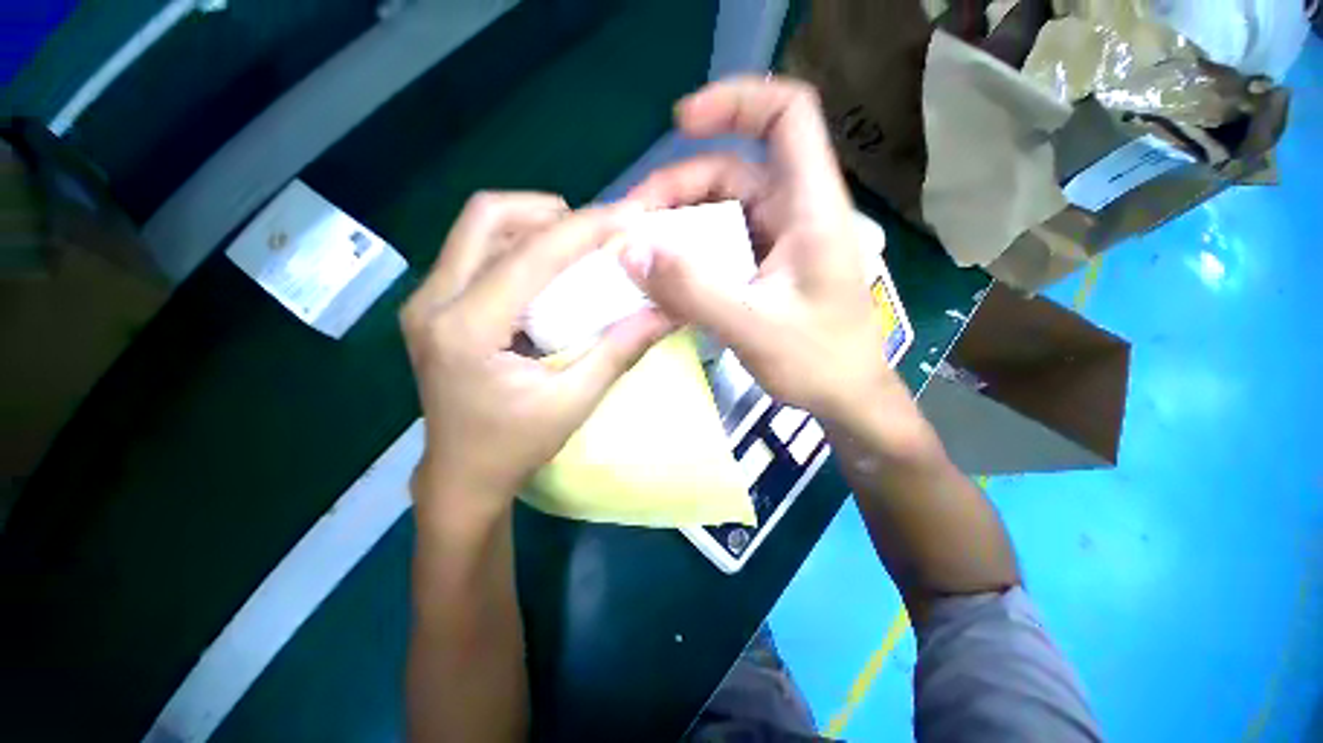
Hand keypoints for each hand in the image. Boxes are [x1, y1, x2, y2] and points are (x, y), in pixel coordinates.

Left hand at [401, 192, 671, 524]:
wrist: (461, 476)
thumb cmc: (514, 447)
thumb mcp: (574, 401)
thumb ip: (619, 350)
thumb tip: (666, 311)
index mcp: (467, 329)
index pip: (531, 255)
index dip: (585, 228)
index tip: (628, 215)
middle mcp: (433, 301)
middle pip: (486, 216)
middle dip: (548, 211)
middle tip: (592, 233)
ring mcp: (425, 300)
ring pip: (477, 228)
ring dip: (531, 225)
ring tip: (573, 247)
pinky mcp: (432, 306)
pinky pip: (474, 250)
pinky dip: (516, 245)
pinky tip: (545, 270)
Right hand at [622, 77, 919, 441]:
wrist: (846, 397)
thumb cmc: (818, 362)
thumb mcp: (752, 328)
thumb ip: (693, 291)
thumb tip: (631, 252)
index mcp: (811, 210)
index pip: (787, 116)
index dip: (736, 101)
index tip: (681, 123)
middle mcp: (795, 214)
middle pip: (732, 171)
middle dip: (677, 189)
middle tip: (632, 227)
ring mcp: (778, 241)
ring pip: (720, 211)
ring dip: (677, 226)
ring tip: (639, 255)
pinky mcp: (765, 267)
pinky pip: (720, 245)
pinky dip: (689, 254)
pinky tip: (665, 277)